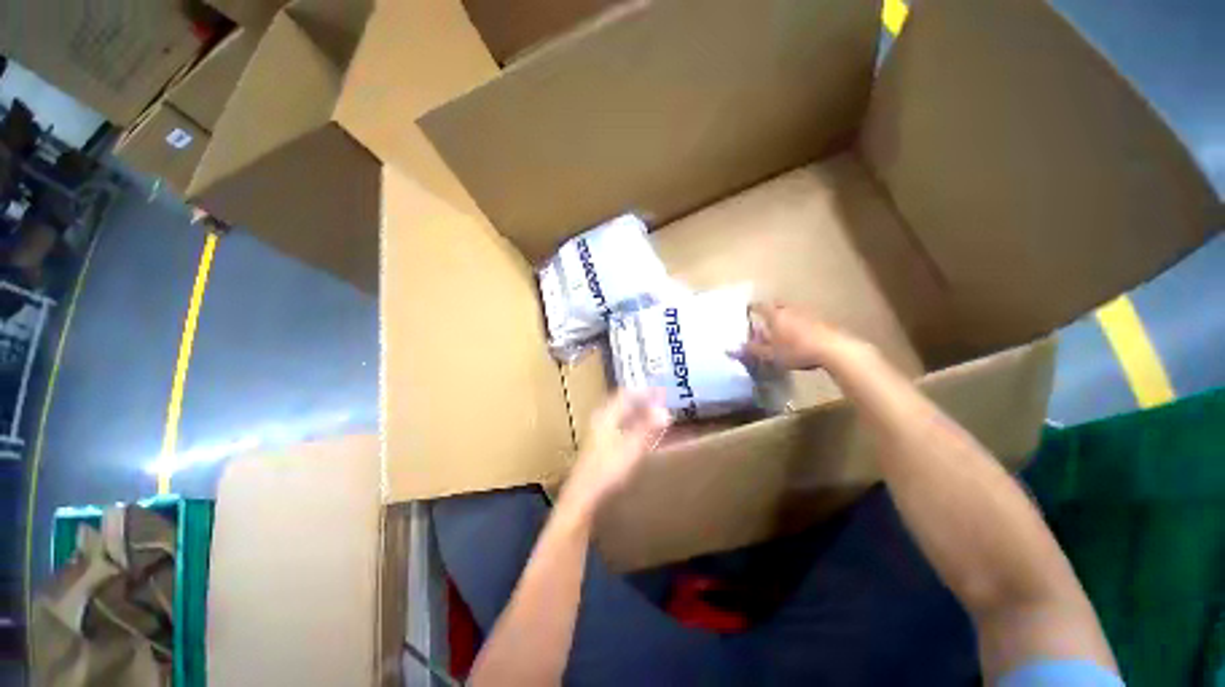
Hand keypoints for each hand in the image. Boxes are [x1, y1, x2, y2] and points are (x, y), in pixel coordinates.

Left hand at [562, 390, 671, 517]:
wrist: (584, 496)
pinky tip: (644, 435)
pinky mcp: (600, 446)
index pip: (627, 393)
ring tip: (656, 416)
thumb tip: (665, 411)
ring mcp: (599, 432)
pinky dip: (634, 426)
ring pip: (622, 416)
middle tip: (662, 402)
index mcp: (606, 414)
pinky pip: (621, 427)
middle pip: (624, 403)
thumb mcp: (633, 447)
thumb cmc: (608, 469)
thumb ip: (648, 427)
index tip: (662, 391)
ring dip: (639, 414)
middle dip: (643, 401)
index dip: (645, 391)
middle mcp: (601, 419)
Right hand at [736, 301, 854, 370]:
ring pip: (791, 310)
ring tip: (782, 328)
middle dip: (770, 310)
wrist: (833, 349)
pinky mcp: (821, 320)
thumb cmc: (797, 350)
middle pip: (777, 305)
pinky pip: (804, 317)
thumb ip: (754, 350)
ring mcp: (807, 313)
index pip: (760, 306)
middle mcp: (789, 310)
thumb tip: (736, 347)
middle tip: (766, 318)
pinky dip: (798, 322)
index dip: (753, 307)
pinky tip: (800, 334)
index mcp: (775, 316)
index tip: (748, 309)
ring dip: (785, 316)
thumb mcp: (772, 355)